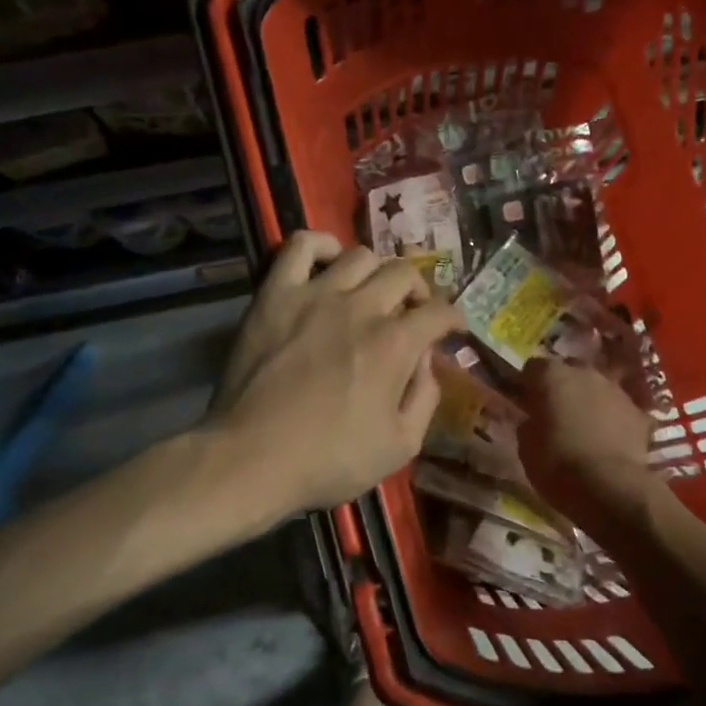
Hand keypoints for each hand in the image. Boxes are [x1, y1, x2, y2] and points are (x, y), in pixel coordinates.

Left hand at [210, 231, 462, 513]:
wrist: (252, 458)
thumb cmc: (329, 460)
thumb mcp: (400, 446)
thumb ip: (425, 398)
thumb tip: (427, 361)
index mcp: (395, 344)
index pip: (439, 311)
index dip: (453, 319)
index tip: (452, 329)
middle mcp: (361, 307)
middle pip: (403, 273)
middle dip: (418, 292)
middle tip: (411, 313)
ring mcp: (315, 295)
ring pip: (360, 255)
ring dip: (375, 272)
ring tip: (370, 293)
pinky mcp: (275, 294)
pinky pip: (300, 246)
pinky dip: (320, 246)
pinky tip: (328, 263)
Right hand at [516, 358, 653, 514]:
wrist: (611, 486)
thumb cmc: (557, 464)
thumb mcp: (526, 446)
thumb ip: (529, 422)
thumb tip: (535, 420)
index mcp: (551, 376)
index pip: (533, 367)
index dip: (528, 384)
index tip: (527, 402)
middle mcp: (584, 372)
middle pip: (569, 370)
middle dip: (562, 387)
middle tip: (556, 412)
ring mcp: (615, 390)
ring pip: (596, 387)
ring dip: (588, 401)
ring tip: (584, 427)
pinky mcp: (639, 411)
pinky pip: (618, 409)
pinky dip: (612, 419)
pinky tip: (609, 440)